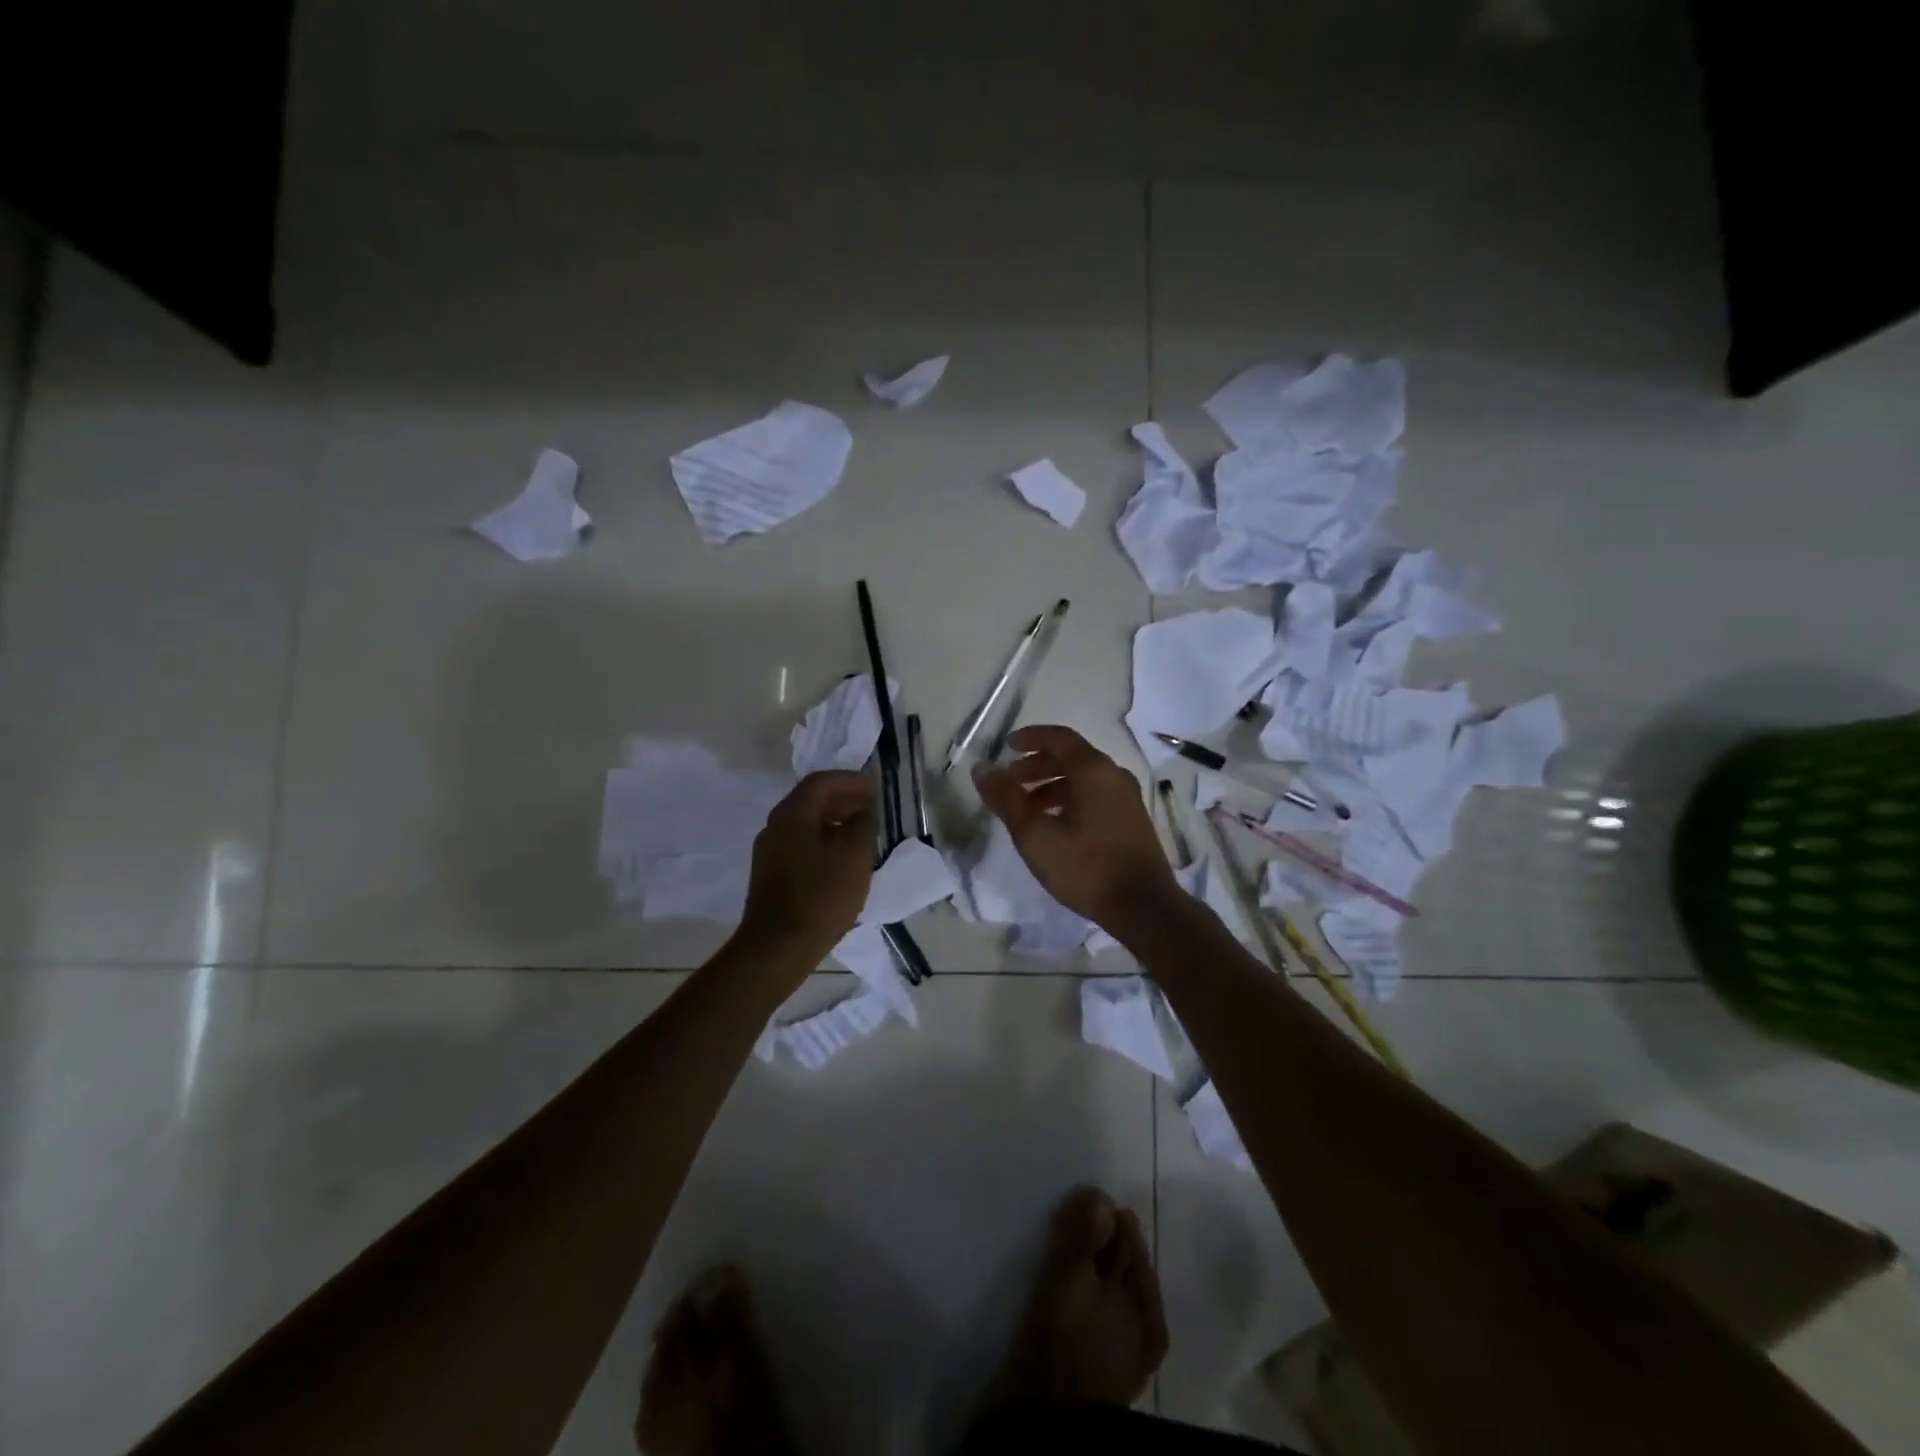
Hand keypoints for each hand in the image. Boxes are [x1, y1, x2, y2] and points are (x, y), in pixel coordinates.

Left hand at [737, 771, 877, 963]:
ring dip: (833, 820)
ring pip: (804, 822)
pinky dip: (822, 839)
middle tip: (871, 808)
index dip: (850, 780)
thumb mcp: (853, 856)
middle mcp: (775, 825)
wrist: (777, 948)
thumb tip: (864, 807)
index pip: (821, 781)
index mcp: (792, 814)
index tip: (874, 789)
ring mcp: (769, 850)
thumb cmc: (821, 897)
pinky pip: (799, 843)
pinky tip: (840, 858)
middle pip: (810, 799)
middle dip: (842, 798)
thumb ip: (862, 823)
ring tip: (861, 833)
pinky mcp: (770, 873)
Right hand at [972, 726, 1181, 931]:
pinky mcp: (1132, 819)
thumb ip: (1006, 798)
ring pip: (1084, 778)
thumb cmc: (1085, 867)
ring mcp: (1127, 797)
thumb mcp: (1035, 834)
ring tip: (1027, 807)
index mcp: (1093, 770)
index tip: (1007, 746)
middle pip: (1071, 757)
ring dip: (1052, 785)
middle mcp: (1114, 775)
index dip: (1030, 738)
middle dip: (1037, 765)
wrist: (1143, 907)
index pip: (1059, 738)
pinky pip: (1096, 795)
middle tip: (1011, 780)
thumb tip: (982, 768)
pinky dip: (1070, 798)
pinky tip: (1056, 824)